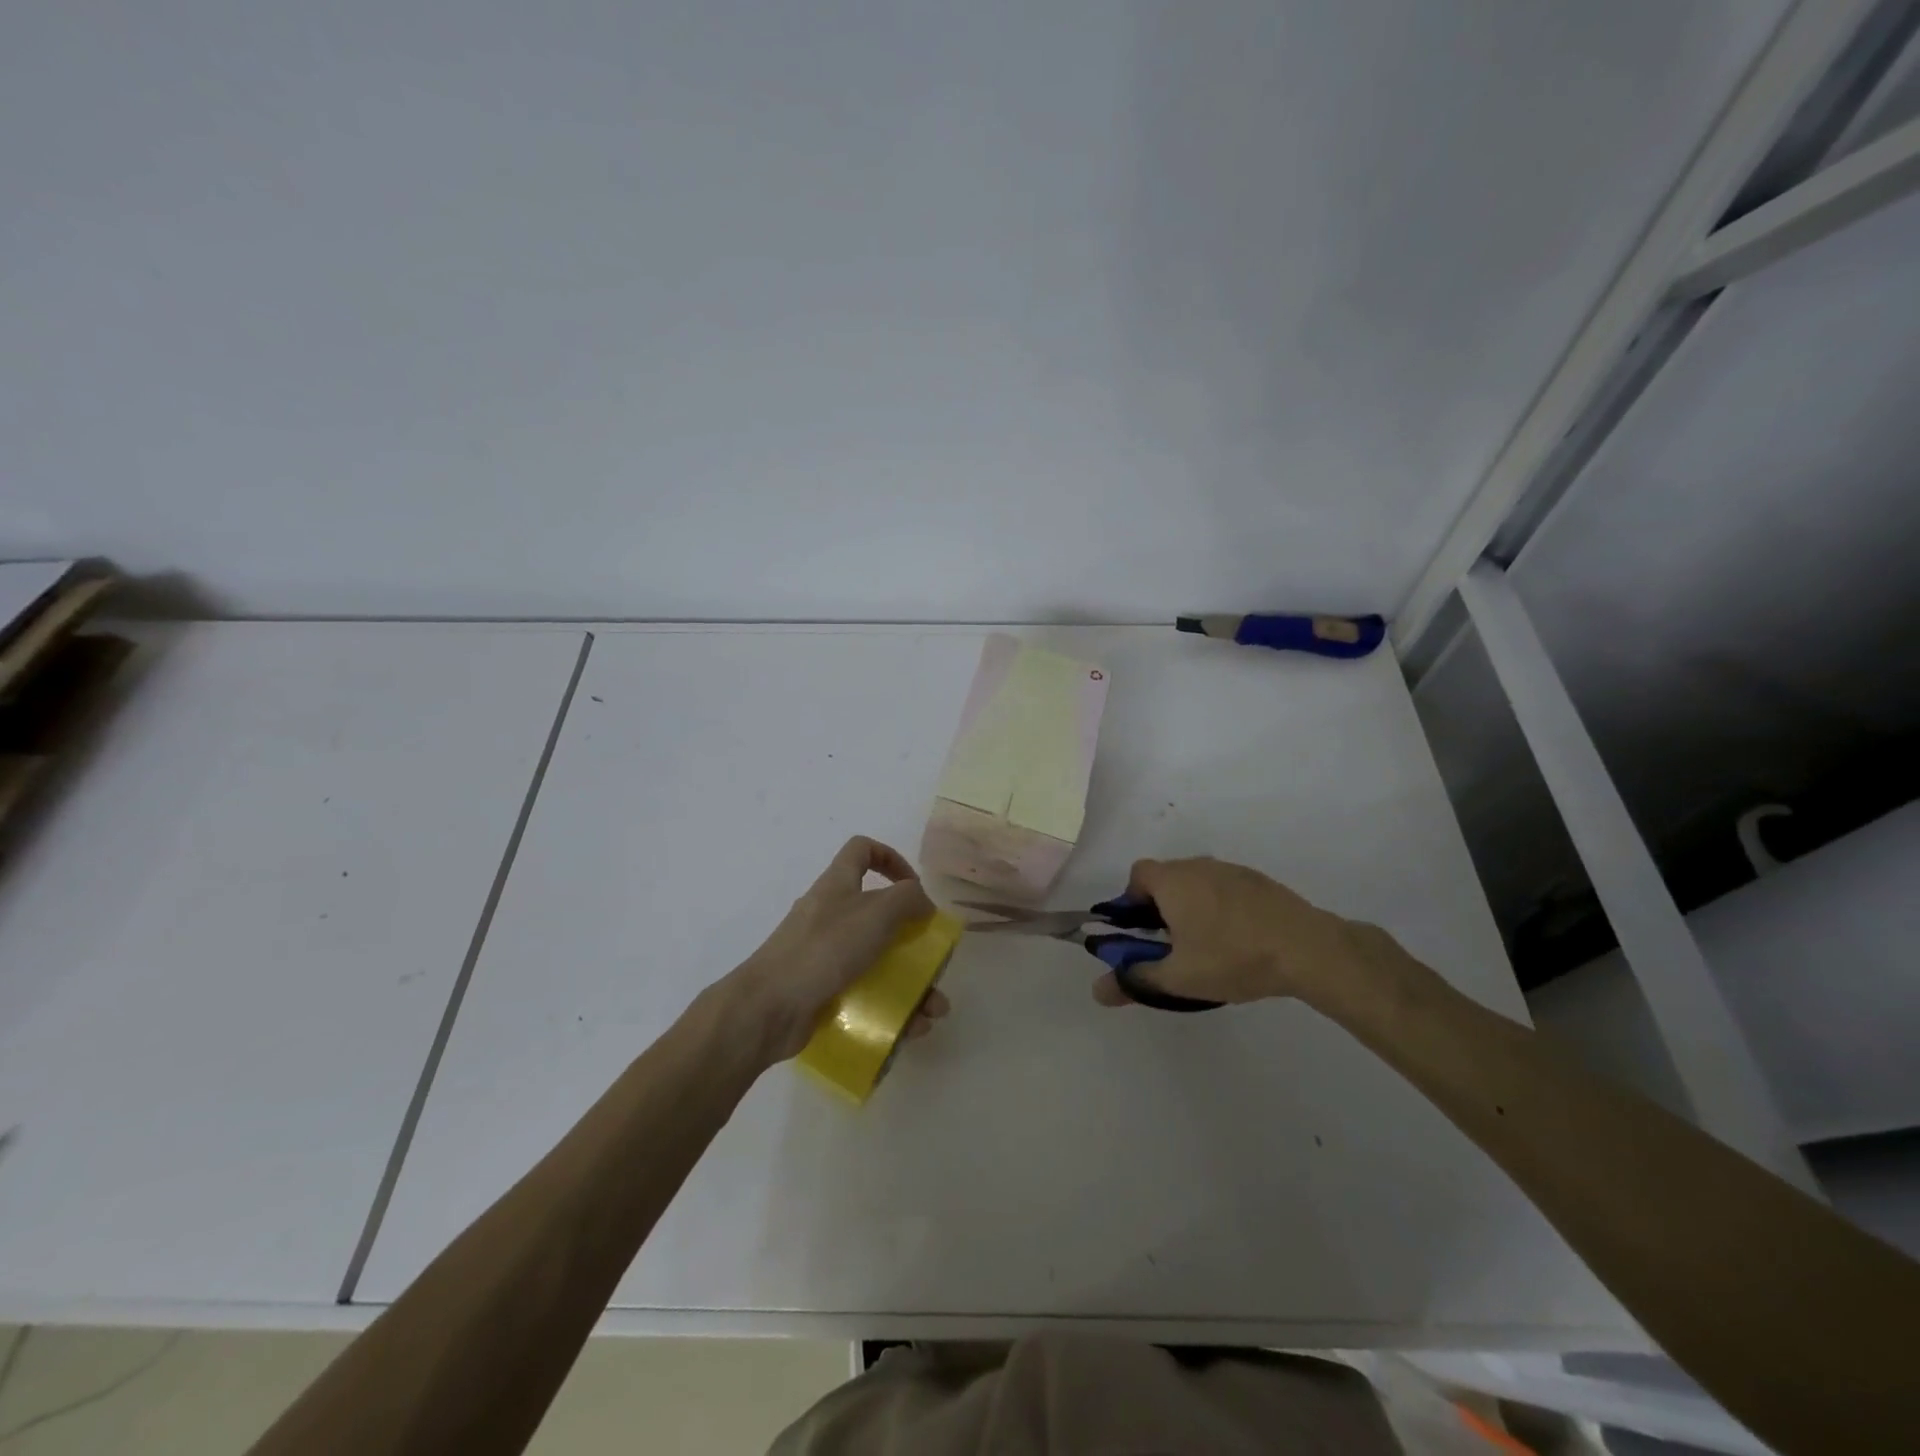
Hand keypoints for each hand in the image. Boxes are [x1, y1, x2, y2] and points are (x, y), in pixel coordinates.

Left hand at [720, 836, 950, 1062]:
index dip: (891, 859)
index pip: (862, 850)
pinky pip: (865, 995)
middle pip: (878, 914)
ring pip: (877, 961)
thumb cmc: (824, 949)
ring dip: (911, 984)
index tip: (914, 887)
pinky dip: (892, 1009)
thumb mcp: (876, 912)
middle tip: (933, 961)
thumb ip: (908, 899)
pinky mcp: (822, 991)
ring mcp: (823, 956)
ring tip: (933, 1011)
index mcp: (837, 885)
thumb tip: (923, 905)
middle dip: (912, 938)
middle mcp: (830, 915)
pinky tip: (913, 1029)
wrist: (768, 1008)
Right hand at [1091, 856, 1408, 1011]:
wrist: (1308, 948)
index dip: (1131, 902)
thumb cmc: (1233, 957)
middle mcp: (1198, 865)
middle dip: (1161, 909)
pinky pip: (1225, 890)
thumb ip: (1135, 980)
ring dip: (1192, 909)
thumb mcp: (1178, 978)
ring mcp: (1231, 870)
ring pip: (1197, 884)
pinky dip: (1221, 909)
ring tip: (1208, 948)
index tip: (1143, 934)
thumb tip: (1097, 991)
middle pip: (1166, 879)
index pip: (1137, 876)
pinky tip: (1239, 941)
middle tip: (1172, 947)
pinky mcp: (1259, 882)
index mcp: (1172, 880)